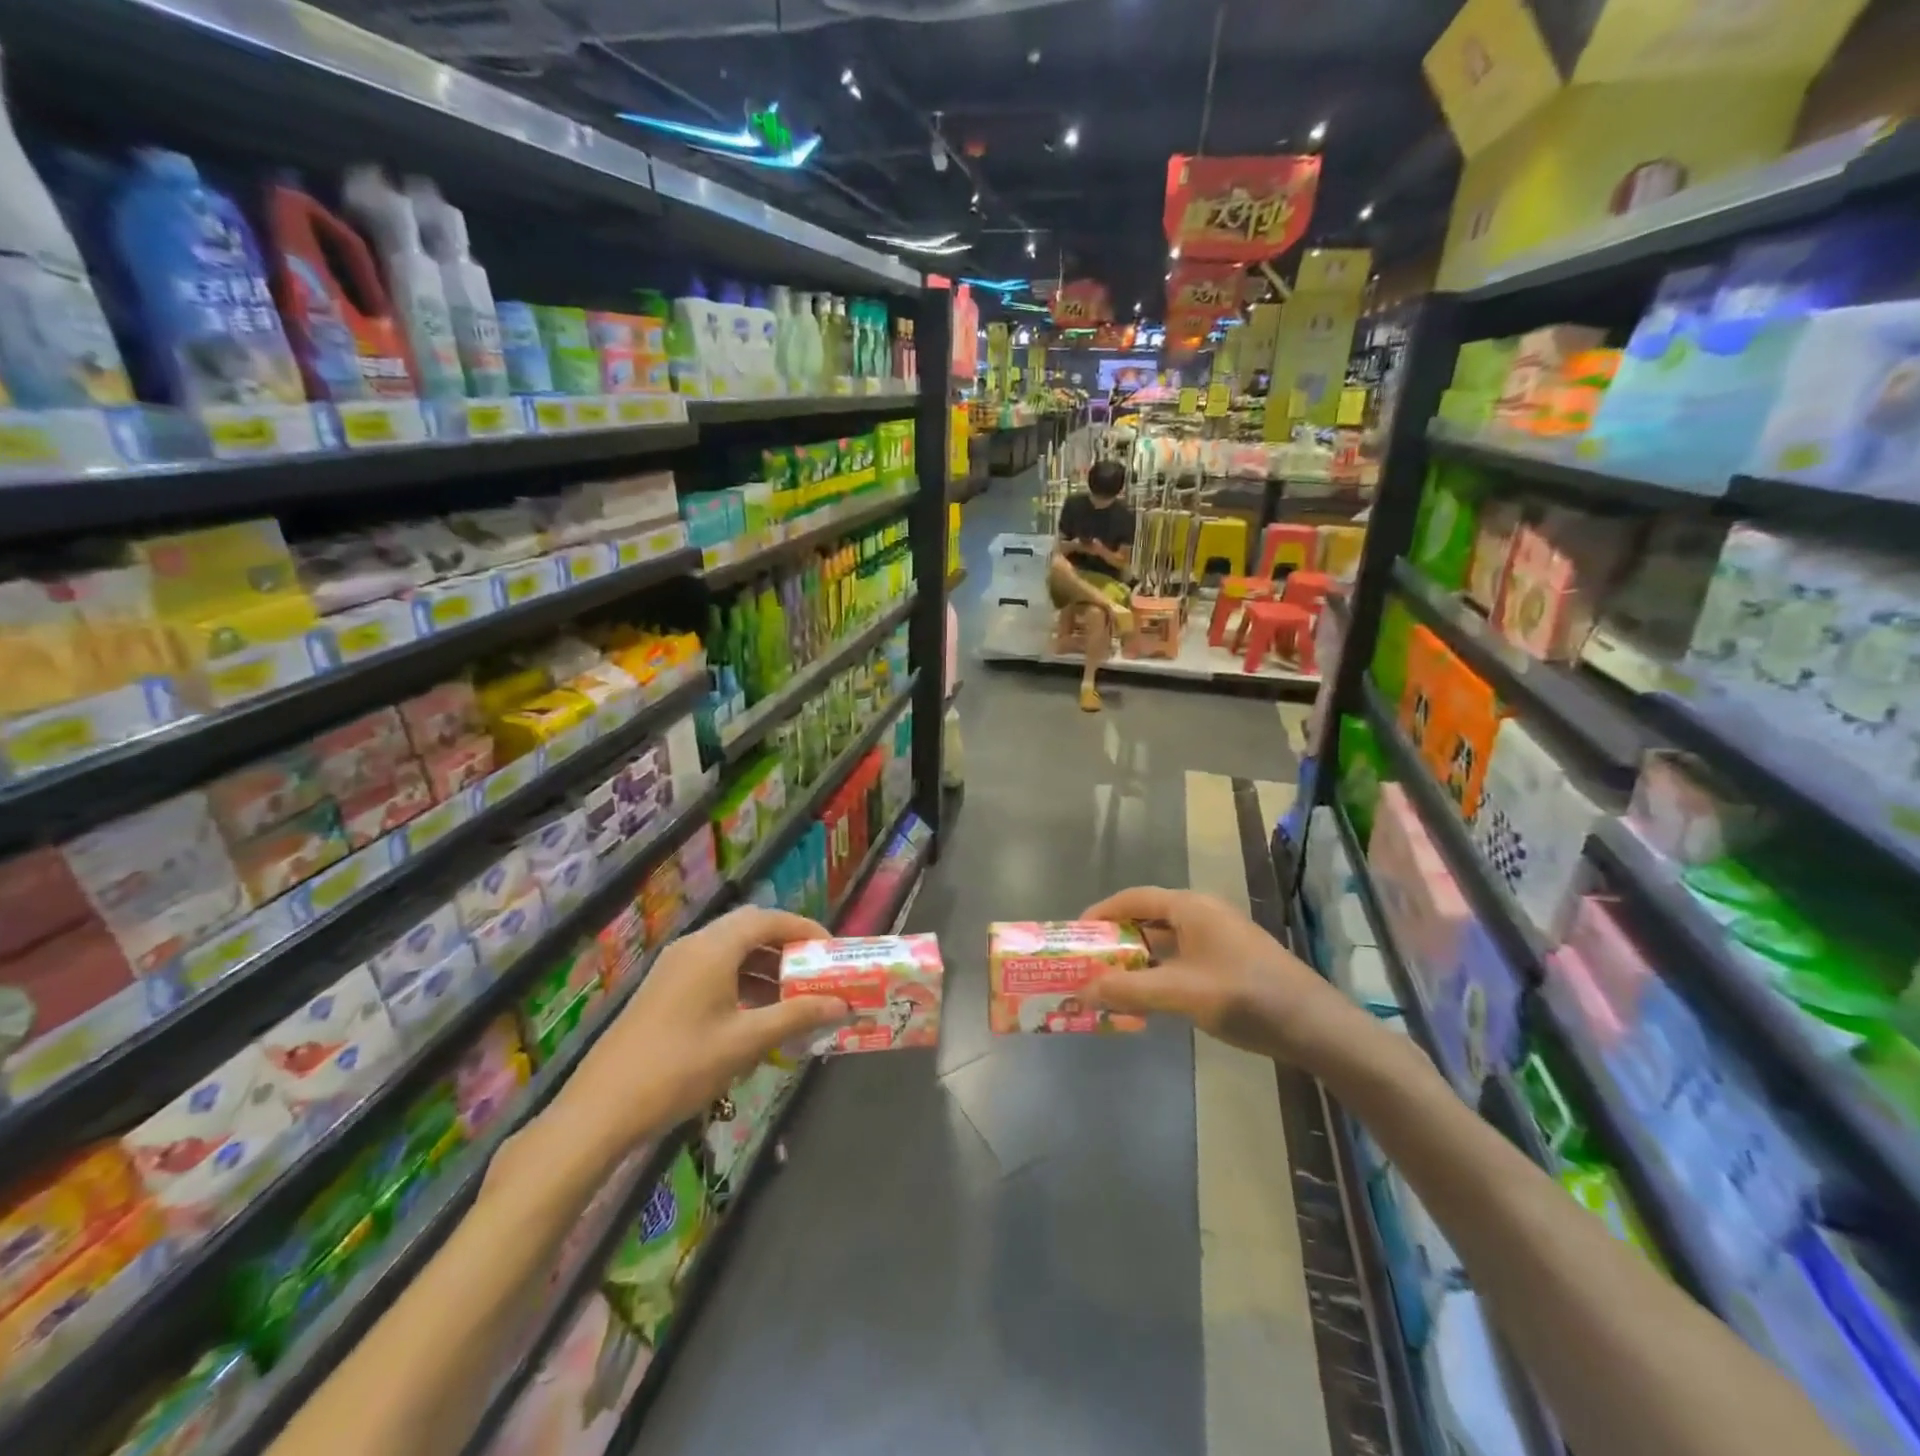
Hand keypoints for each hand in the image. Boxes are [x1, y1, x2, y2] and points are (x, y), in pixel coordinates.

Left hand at [555, 907, 848, 1151]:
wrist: (601, 1109)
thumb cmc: (680, 1067)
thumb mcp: (745, 1042)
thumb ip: (796, 1016)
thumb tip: (841, 1004)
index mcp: (714, 948)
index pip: (769, 919)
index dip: (805, 929)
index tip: (832, 952)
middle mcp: (694, 946)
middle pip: (750, 929)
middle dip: (786, 947)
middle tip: (815, 972)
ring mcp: (675, 967)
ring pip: (731, 950)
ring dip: (764, 966)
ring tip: (793, 997)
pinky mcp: (664, 989)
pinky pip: (713, 969)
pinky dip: (741, 981)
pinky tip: (755, 1015)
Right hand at [1081, 886, 1363, 1066]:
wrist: (1315, 1028)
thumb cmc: (1245, 996)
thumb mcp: (1181, 993)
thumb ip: (1130, 990)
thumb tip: (1083, 990)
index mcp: (1191, 907)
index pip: (1133, 898)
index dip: (1101, 913)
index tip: (1075, 935)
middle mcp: (1202, 915)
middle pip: (1147, 920)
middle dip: (1116, 943)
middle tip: (1087, 965)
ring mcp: (1218, 940)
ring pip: (1164, 945)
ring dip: (1136, 963)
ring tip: (1108, 986)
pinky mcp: (1229, 964)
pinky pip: (1181, 962)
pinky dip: (1158, 976)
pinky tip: (1146, 1002)